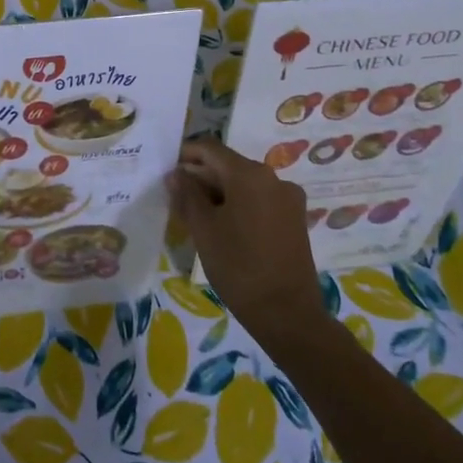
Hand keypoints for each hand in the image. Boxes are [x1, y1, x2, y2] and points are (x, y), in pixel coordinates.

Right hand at [169, 139, 323, 336]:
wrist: (287, 314)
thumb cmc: (238, 266)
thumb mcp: (203, 229)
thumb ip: (187, 195)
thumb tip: (176, 174)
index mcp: (249, 174)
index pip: (210, 149)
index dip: (186, 154)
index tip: (167, 170)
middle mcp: (273, 178)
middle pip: (229, 165)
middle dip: (201, 177)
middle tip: (177, 198)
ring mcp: (288, 199)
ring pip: (244, 184)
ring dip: (219, 192)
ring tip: (196, 216)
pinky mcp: (295, 219)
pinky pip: (259, 200)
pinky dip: (238, 205)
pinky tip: (223, 227)